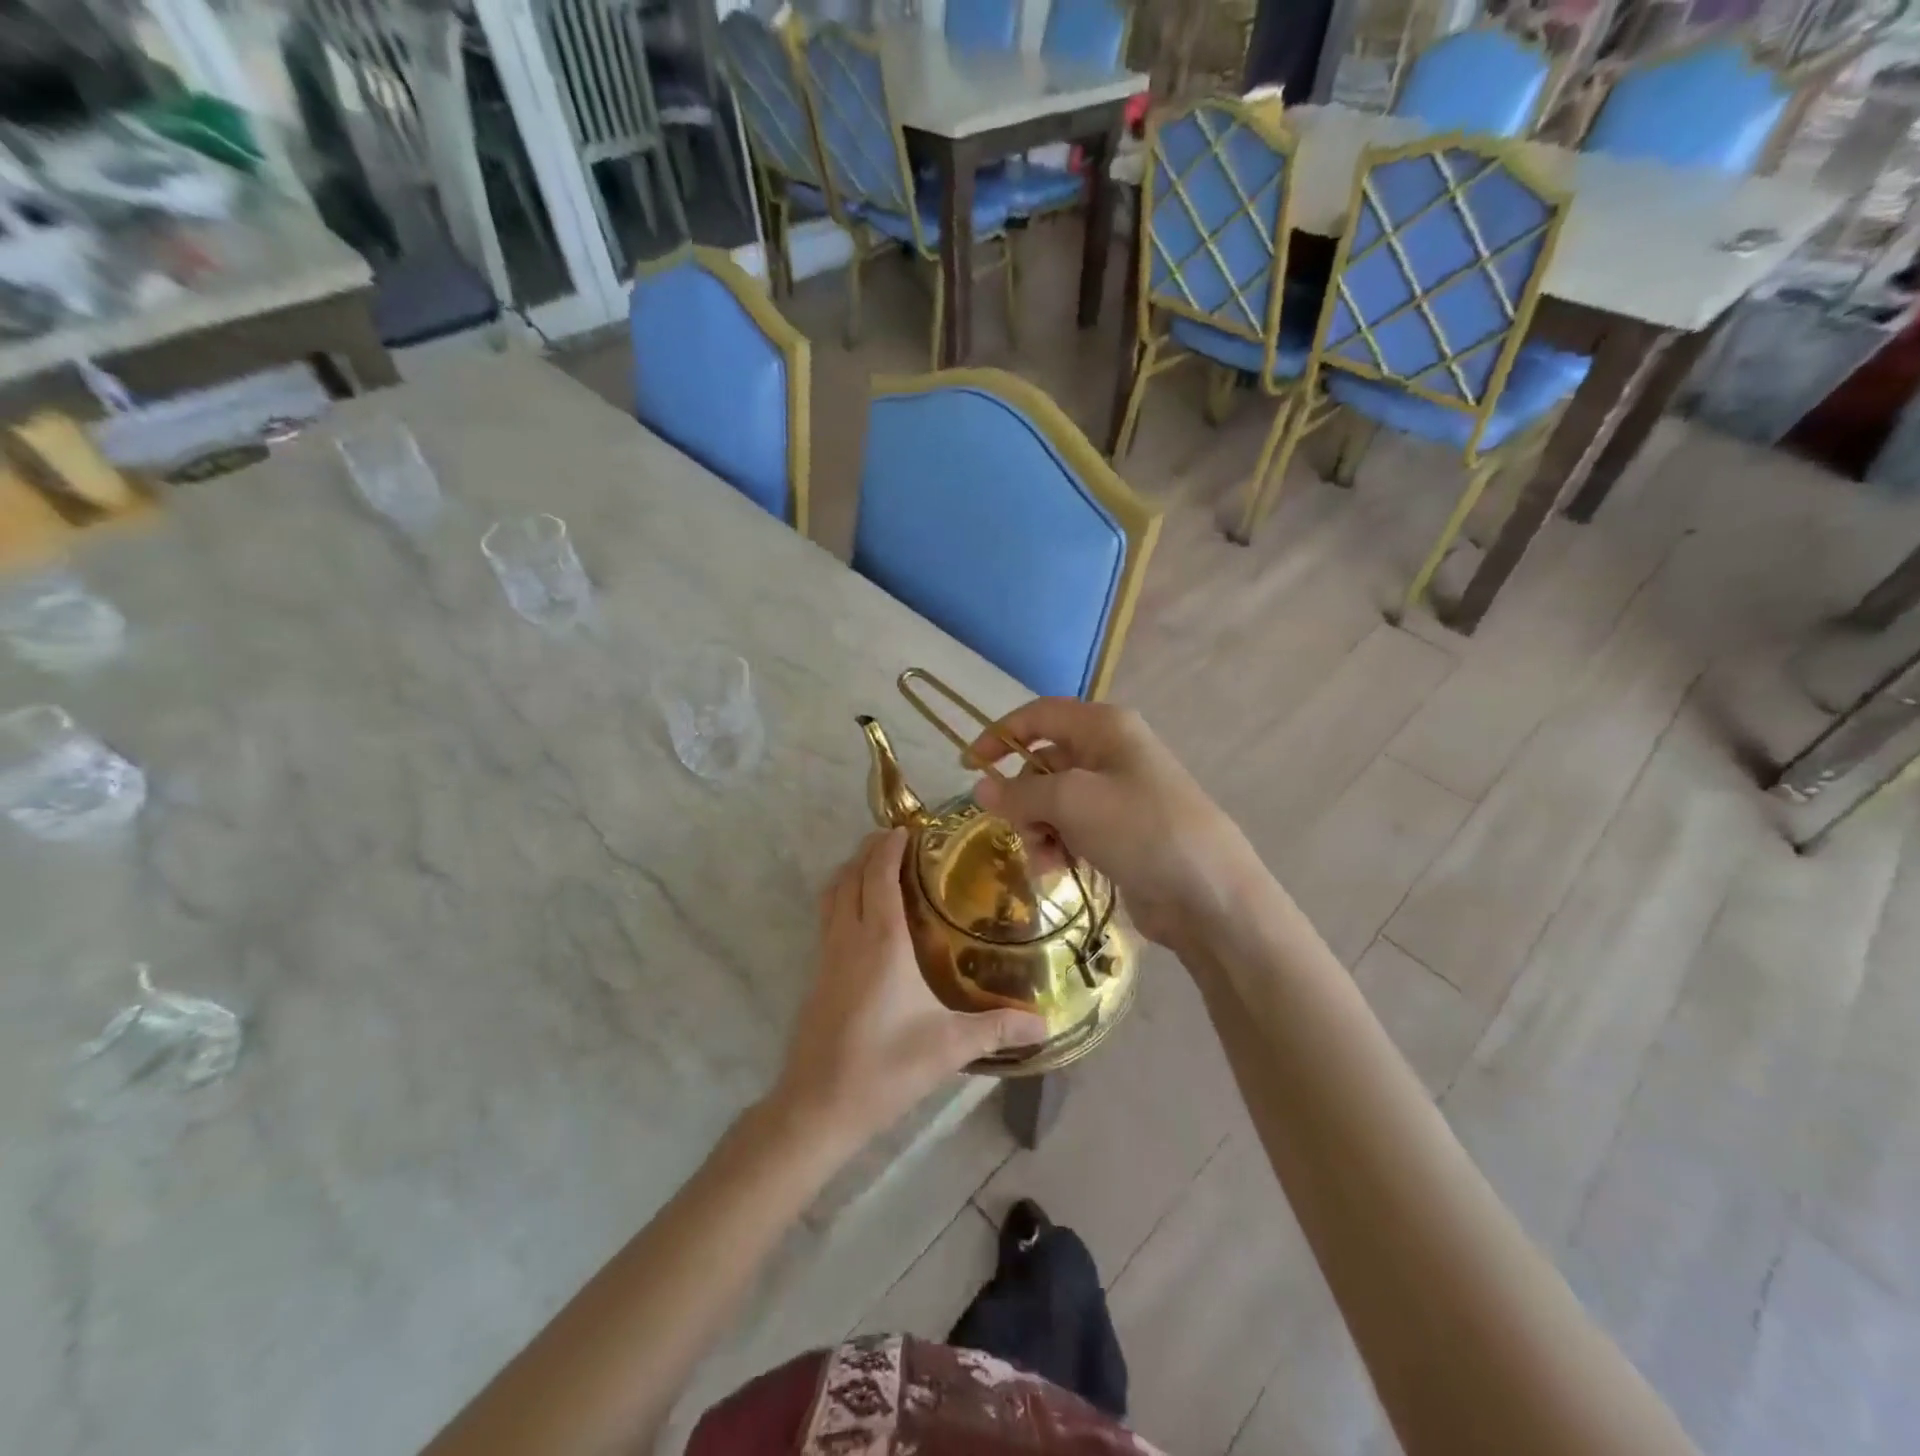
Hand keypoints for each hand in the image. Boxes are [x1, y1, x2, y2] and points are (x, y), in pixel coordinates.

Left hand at [773, 829, 1047, 1149]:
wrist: (817, 1106)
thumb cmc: (884, 1068)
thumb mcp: (949, 1047)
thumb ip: (998, 1028)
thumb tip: (1046, 1022)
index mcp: (880, 941)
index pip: (879, 874)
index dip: (890, 845)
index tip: (911, 827)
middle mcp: (849, 937)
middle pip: (851, 873)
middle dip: (871, 848)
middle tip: (901, 839)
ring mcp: (827, 955)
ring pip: (832, 893)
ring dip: (852, 869)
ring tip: (881, 865)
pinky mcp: (817, 974)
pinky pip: (828, 916)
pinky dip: (844, 896)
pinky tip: (866, 917)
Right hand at [966, 698, 1260, 949]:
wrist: (1209, 893)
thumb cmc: (1140, 829)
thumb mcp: (1072, 802)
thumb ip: (1020, 791)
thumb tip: (982, 787)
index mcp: (1103, 727)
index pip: (1038, 716)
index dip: (999, 735)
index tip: (968, 767)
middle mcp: (1110, 752)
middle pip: (1043, 763)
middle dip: (1023, 798)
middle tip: (1018, 828)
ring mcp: (1118, 793)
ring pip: (1053, 800)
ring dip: (1038, 828)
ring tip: (1045, 860)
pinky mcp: (1121, 830)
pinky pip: (1072, 828)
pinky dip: (1058, 845)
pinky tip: (1058, 871)